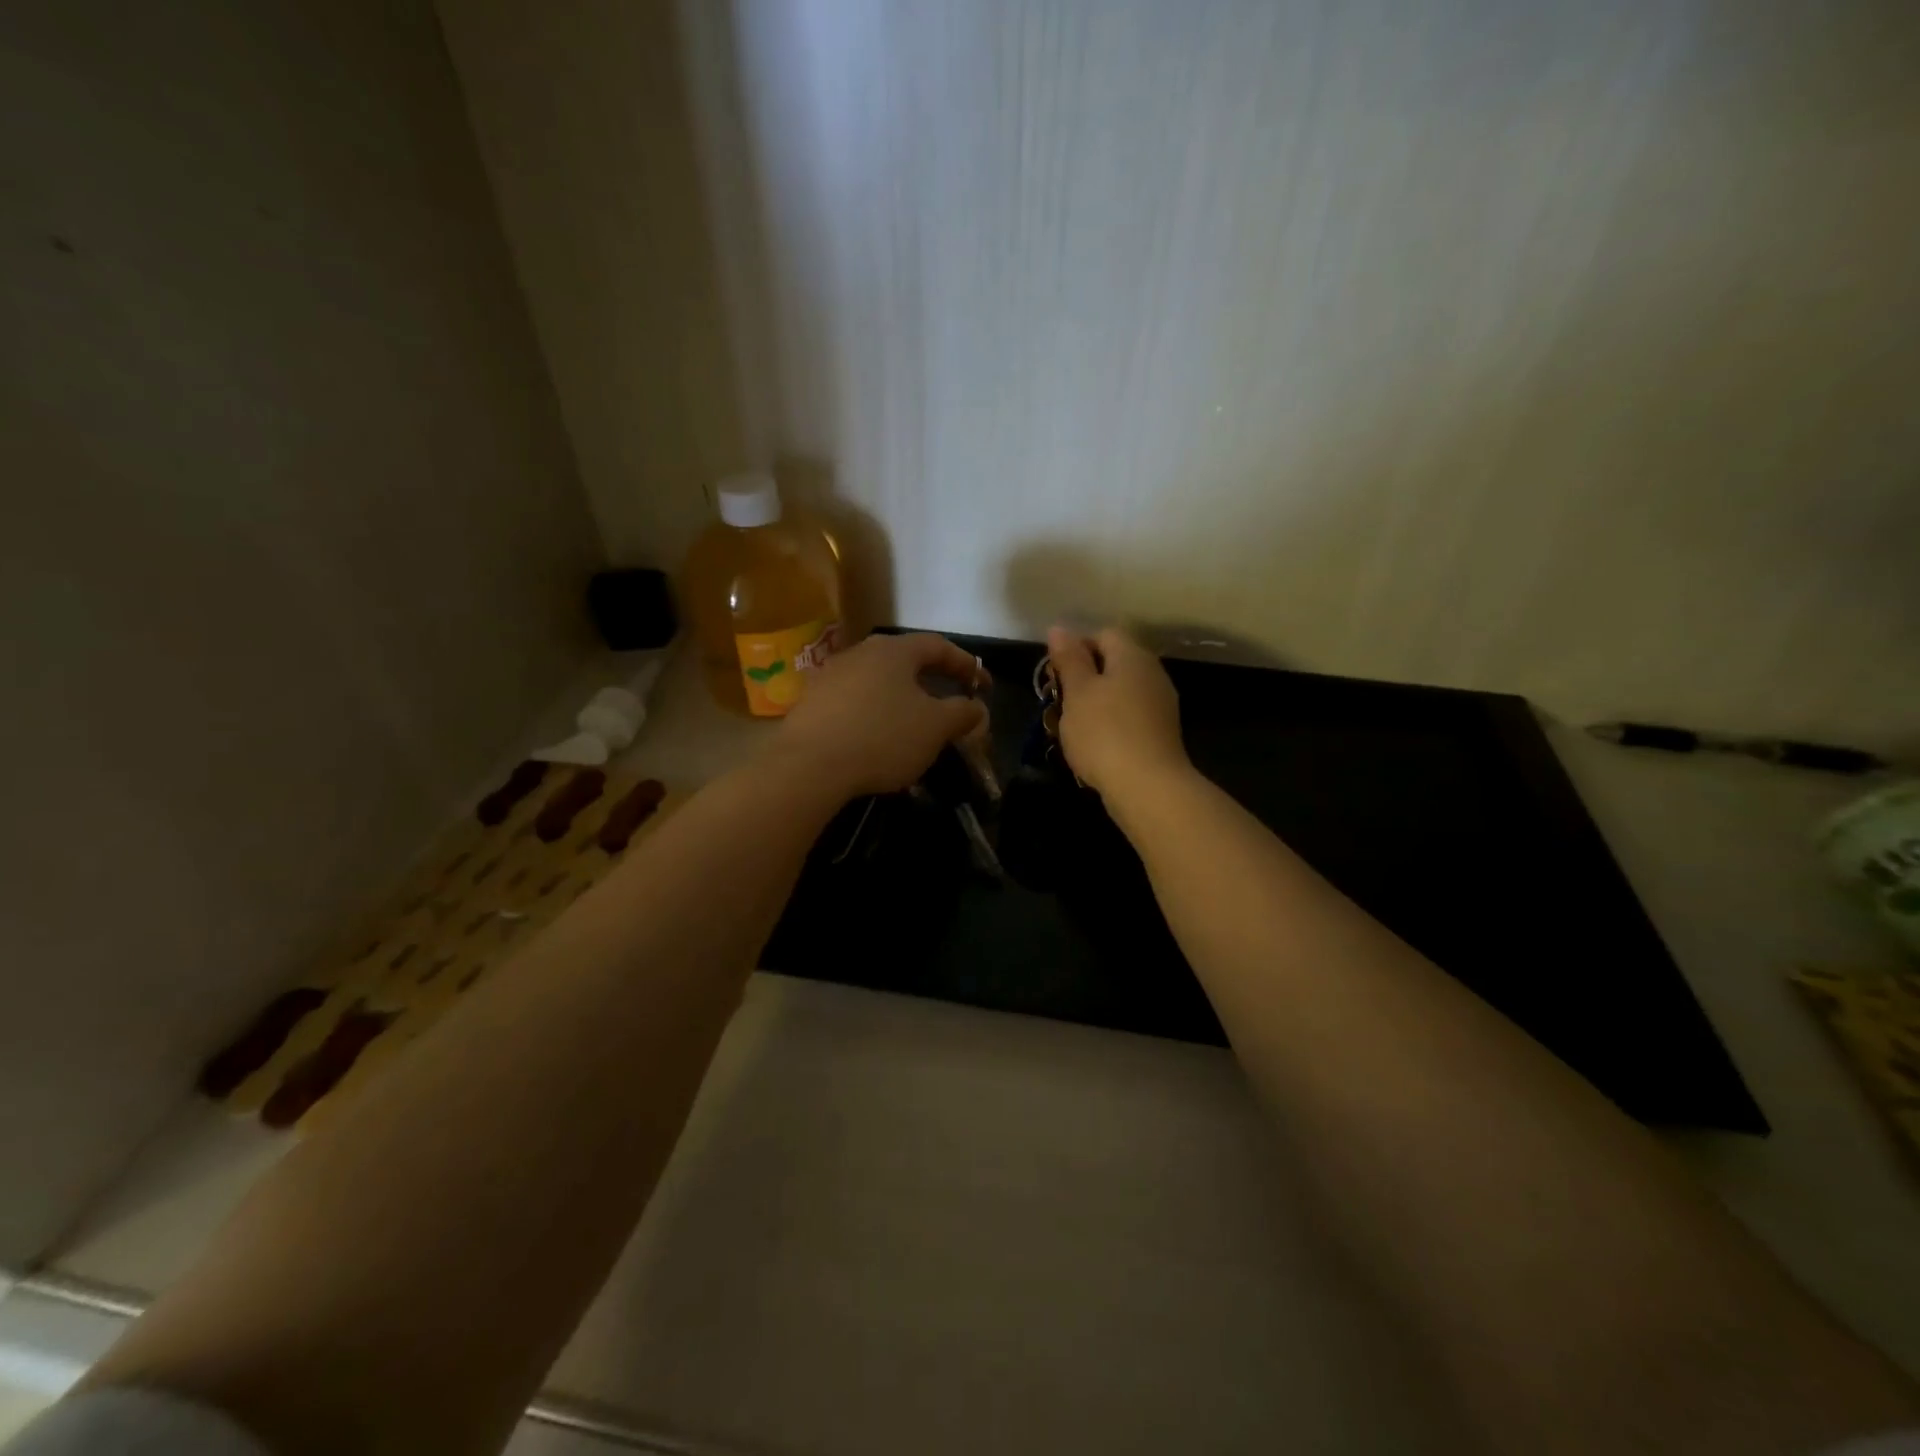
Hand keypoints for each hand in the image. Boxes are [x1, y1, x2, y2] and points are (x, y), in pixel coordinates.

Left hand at [772, 633, 988, 798]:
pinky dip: (873, 714)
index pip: (938, 646)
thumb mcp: (935, 728)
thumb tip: (977, 707)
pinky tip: (877, 738)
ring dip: (900, 698)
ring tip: (914, 723)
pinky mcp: (810, 702)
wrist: (810, 766)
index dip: (965, 664)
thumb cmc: (883, 737)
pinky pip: (854, 702)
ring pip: (877, 681)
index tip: (984, 686)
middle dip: (931, 680)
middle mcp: (860, 652)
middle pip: (905, 660)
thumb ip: (962, 713)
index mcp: (894, 650)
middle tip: (949, 701)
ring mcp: (830, 675)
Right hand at [1047, 626, 1189, 796]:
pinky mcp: (1161, 732)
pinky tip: (1095, 745)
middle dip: (1083, 679)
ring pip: (1120, 692)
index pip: (1102, 634)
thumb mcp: (1077, 692)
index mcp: (1132, 656)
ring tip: (1072, 727)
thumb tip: (1059, 628)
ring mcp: (1161, 704)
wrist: (1147, 787)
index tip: (1054, 675)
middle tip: (1059, 702)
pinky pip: (1130, 716)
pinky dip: (1111, 724)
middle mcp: (1153, 673)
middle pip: (1113, 663)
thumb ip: (1069, 659)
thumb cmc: (1104, 733)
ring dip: (1095, 703)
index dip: (1075, 649)